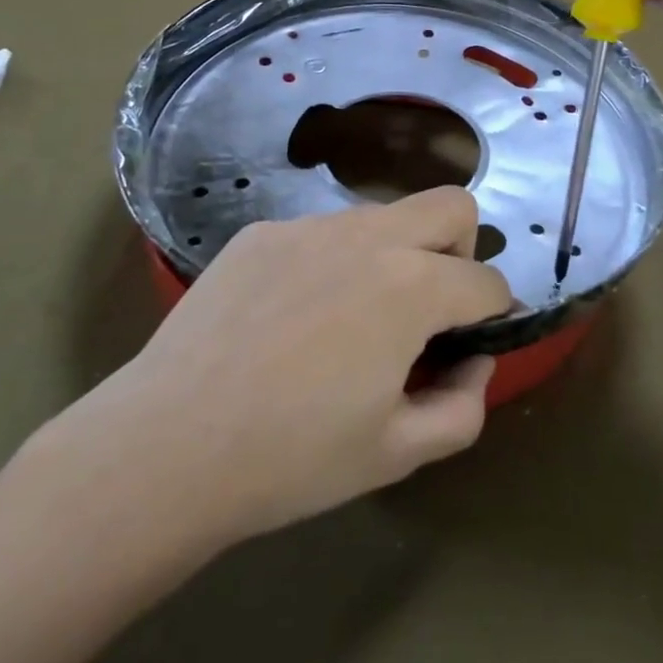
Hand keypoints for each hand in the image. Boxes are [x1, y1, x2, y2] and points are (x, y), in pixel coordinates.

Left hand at [70, 187, 511, 549]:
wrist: (169, 443)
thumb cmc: (293, 457)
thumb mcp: (398, 453)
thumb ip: (463, 406)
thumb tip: (473, 362)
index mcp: (412, 286)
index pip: (487, 281)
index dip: (493, 316)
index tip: (470, 346)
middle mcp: (368, 236)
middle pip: (451, 206)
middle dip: (460, 251)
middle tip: (428, 310)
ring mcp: (309, 226)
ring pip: (382, 217)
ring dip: (392, 256)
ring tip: (349, 320)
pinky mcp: (261, 232)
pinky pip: (319, 233)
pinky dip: (330, 263)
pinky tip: (290, 318)